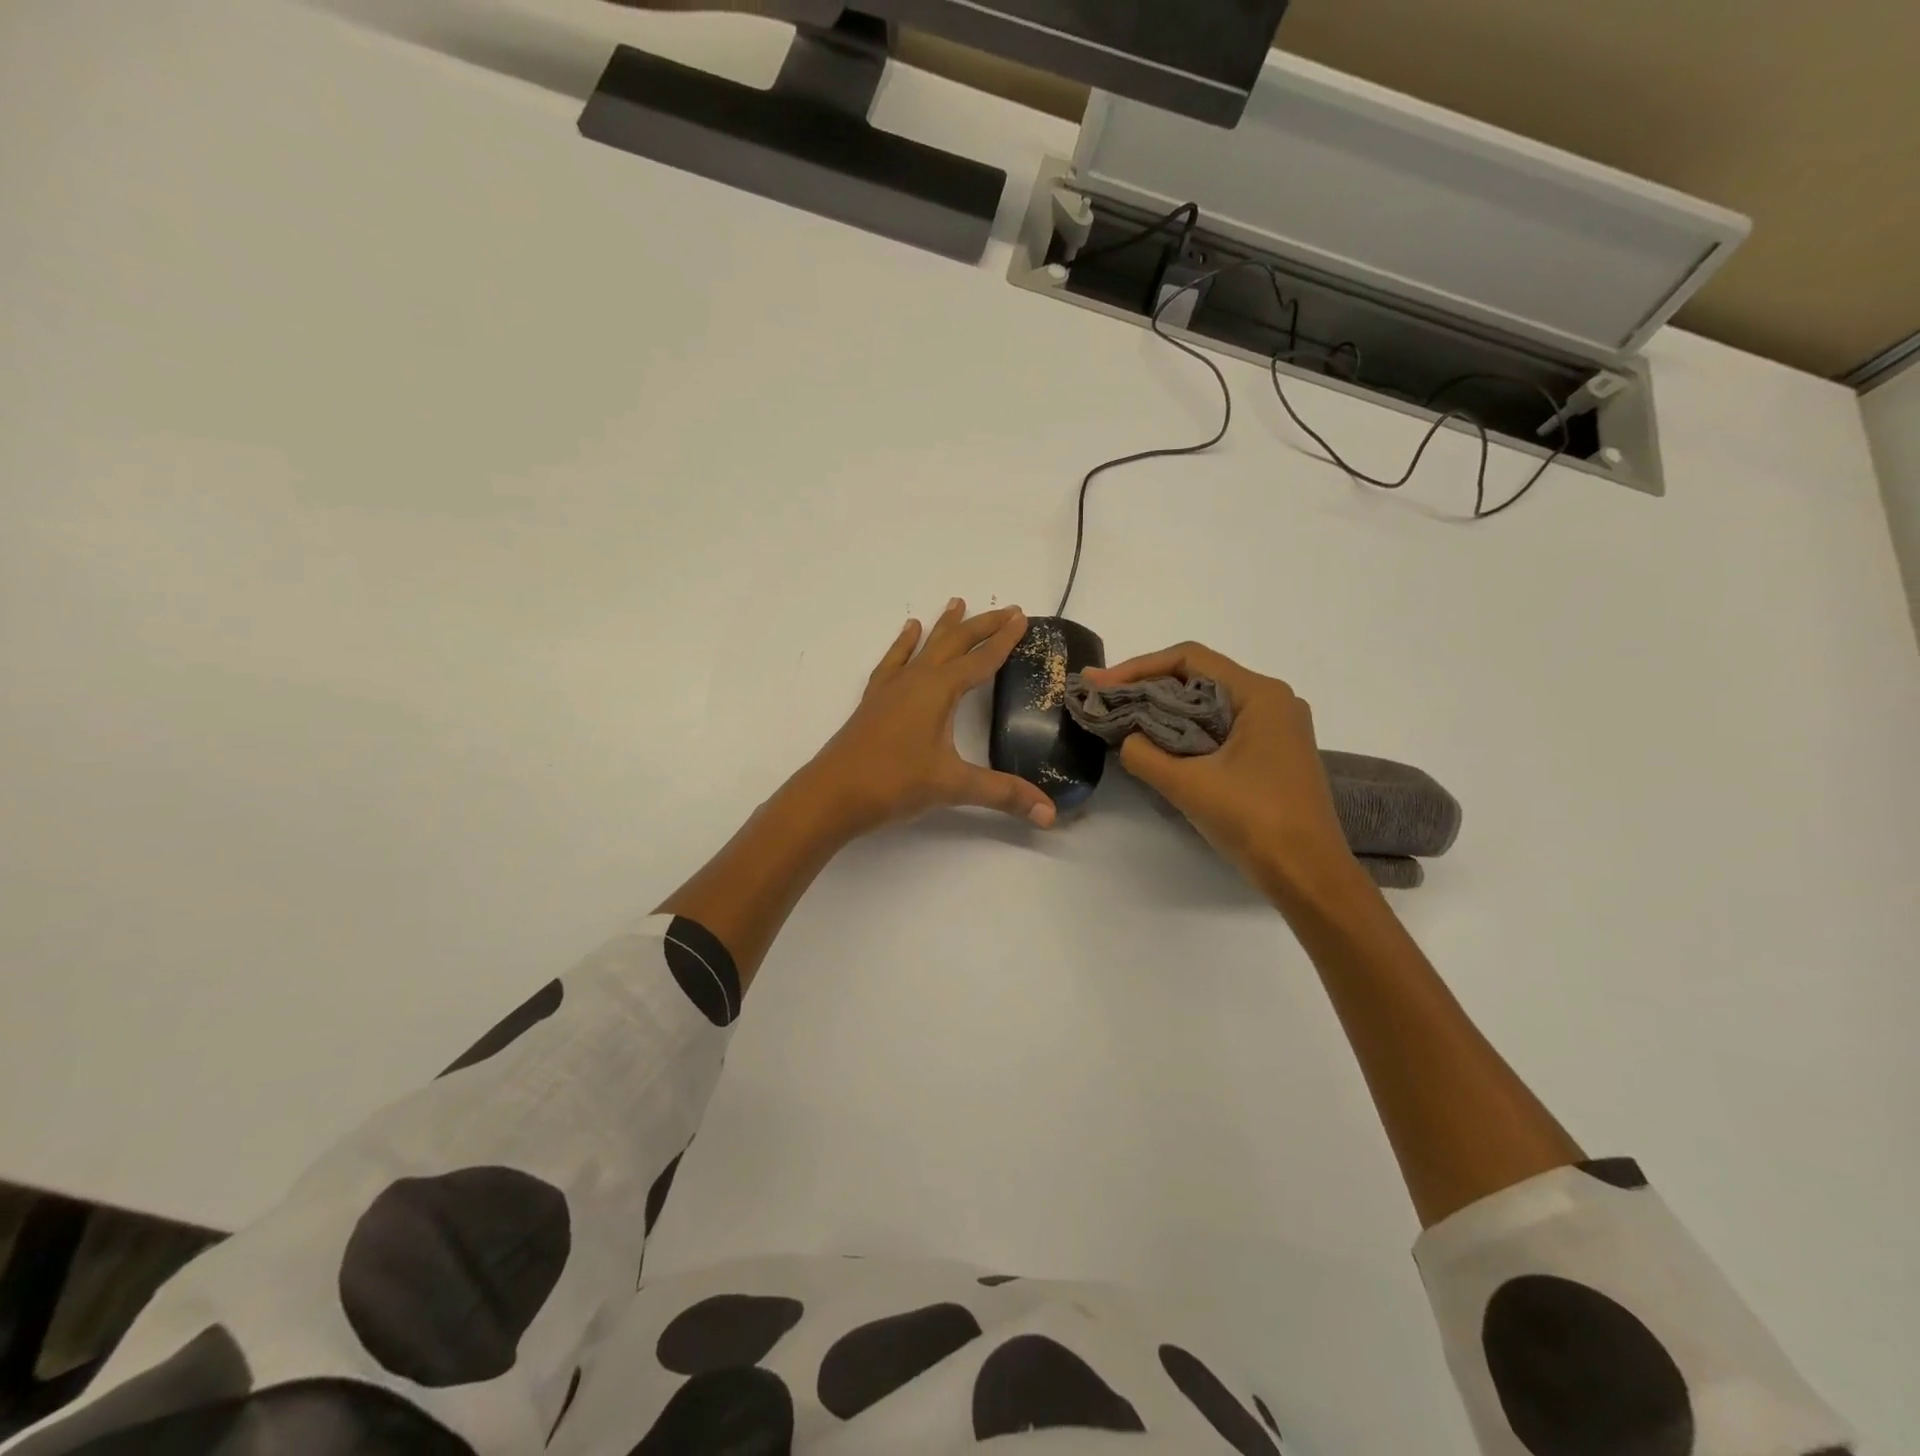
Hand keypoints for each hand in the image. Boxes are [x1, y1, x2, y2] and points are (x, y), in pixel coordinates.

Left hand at [800, 599, 1056, 835]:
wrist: (832, 793)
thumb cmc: (893, 783)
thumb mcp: (952, 786)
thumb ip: (1002, 794)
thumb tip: (1049, 814)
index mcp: (938, 690)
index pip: (981, 659)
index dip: (1004, 640)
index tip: (1022, 617)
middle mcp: (916, 680)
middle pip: (954, 643)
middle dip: (982, 625)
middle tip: (1006, 608)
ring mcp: (892, 688)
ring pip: (924, 646)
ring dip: (943, 626)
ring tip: (955, 602)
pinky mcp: (875, 700)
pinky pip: (894, 661)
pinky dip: (904, 644)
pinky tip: (908, 632)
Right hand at [1080, 643, 1354, 898]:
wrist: (1308, 876)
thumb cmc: (1254, 821)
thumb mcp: (1188, 785)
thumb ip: (1144, 754)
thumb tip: (1126, 739)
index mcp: (1259, 695)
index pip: (1189, 660)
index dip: (1138, 668)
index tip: (1099, 684)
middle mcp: (1272, 701)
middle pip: (1198, 677)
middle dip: (1148, 687)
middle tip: (1104, 700)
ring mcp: (1275, 728)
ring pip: (1208, 704)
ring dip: (1165, 710)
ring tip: (1123, 719)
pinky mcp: (1271, 754)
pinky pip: (1220, 727)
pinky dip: (1186, 730)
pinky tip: (1158, 744)